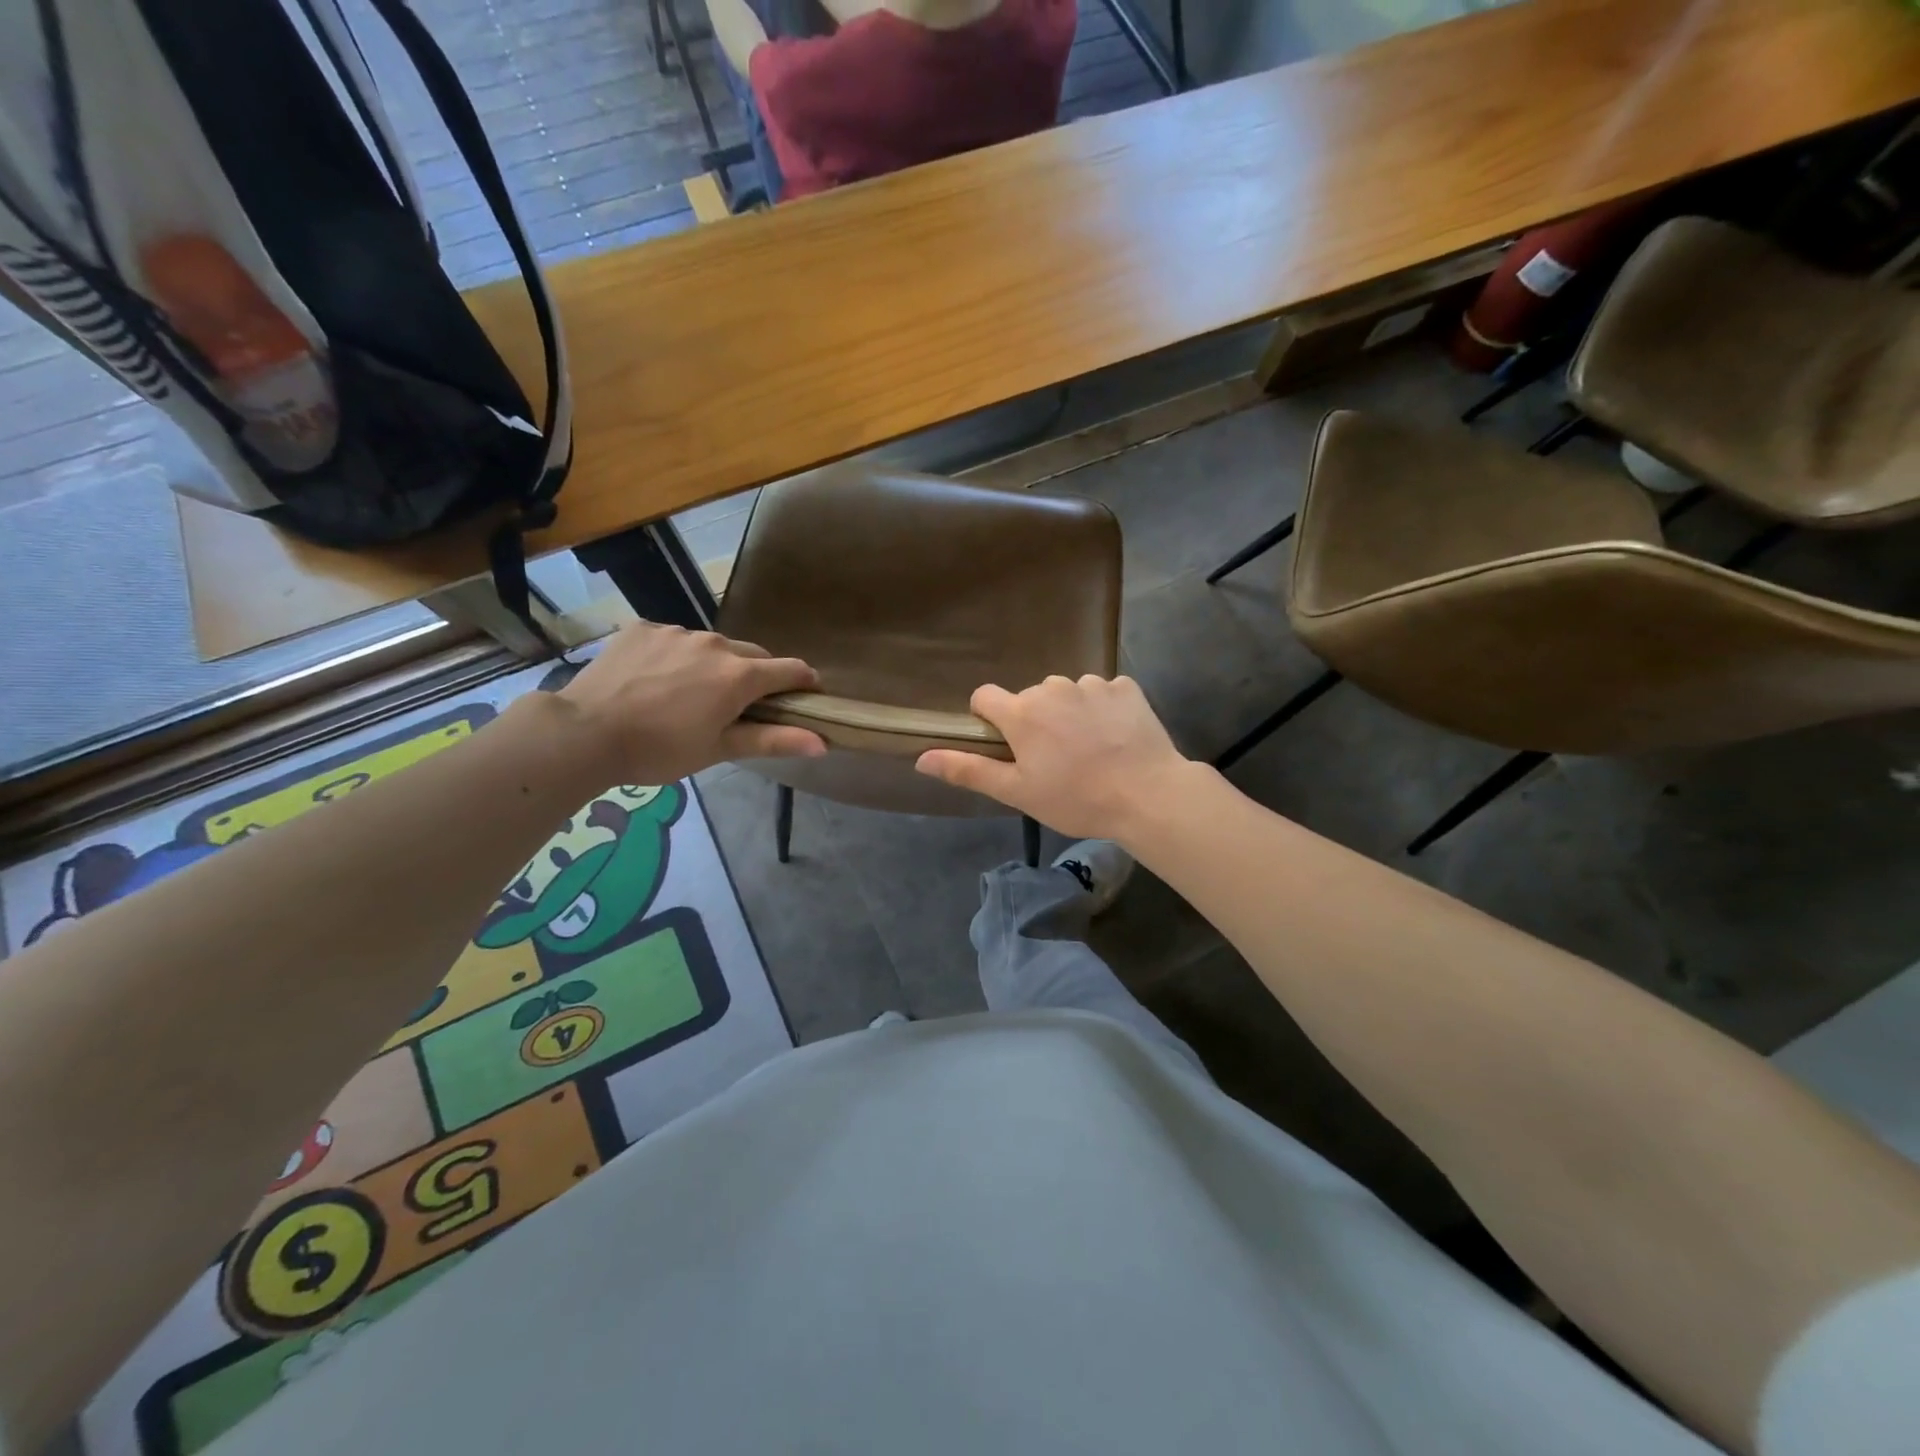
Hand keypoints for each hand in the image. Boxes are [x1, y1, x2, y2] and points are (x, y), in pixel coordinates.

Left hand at [557, 623, 825, 783]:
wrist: (583, 732)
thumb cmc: (660, 750)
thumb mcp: (719, 749)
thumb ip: (774, 740)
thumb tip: (824, 743)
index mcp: (739, 675)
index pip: (791, 669)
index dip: (804, 683)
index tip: (805, 698)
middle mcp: (715, 643)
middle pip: (753, 655)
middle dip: (757, 676)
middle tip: (741, 705)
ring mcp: (677, 631)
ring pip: (713, 646)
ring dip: (715, 665)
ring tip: (690, 694)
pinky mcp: (644, 627)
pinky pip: (675, 639)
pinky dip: (678, 657)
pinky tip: (657, 681)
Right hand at [915, 675, 1191, 842]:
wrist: (1148, 795)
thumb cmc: (1076, 799)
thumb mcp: (1017, 792)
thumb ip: (968, 770)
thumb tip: (921, 758)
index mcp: (1021, 711)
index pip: (984, 696)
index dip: (988, 719)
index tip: (1006, 745)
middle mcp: (1052, 687)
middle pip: (1029, 698)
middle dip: (1035, 721)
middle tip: (1056, 760)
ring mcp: (1092, 683)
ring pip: (1067, 694)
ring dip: (1070, 714)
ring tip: (1090, 751)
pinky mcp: (1126, 686)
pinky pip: (1103, 692)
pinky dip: (1103, 710)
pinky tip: (1116, 738)